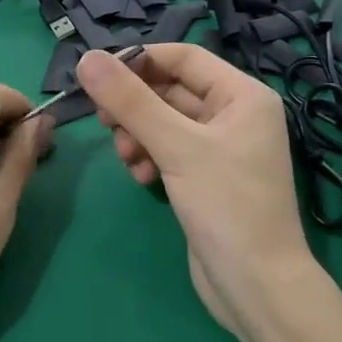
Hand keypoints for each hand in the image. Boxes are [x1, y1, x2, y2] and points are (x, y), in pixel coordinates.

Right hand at [77, 44, 311, 335]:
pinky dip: (148, 157)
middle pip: (170, 89)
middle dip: (134, 105)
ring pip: (163, 122)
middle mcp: (234, 115)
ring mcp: (219, 148)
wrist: (255, 284)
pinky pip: (167, 151)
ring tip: (126, 157)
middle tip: (102, 121)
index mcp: (242, 95)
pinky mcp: (204, 178)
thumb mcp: (177, 147)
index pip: (183, 57)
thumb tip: (86, 59)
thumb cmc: (226, 206)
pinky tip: (141, 177)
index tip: (97, 77)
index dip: (139, 61)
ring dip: (137, 134)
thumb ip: (131, 101)